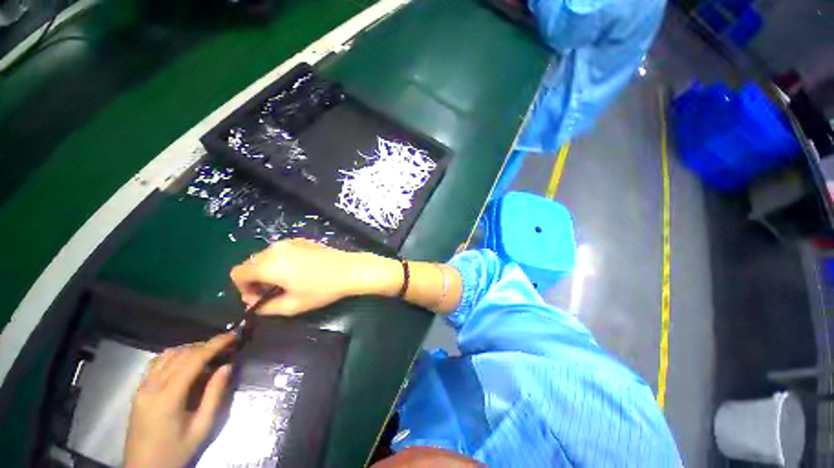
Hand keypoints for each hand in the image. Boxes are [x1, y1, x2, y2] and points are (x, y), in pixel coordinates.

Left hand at [124, 333, 234, 467]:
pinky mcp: (139, 391)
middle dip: (206, 345)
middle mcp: (152, 387)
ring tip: (209, 351)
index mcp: (168, 397)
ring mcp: (142, 388)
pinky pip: (157, 363)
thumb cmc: (176, 451)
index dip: (215, 344)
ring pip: (167, 355)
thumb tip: (227, 367)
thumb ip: (214, 395)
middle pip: (181, 354)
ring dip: (191, 348)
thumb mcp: (201, 428)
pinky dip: (175, 355)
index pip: (193, 360)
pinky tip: (186, 361)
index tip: (233, 335)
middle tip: (226, 344)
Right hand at [230, 238, 399, 315]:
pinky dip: (282, 261)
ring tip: (287, 282)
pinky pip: (282, 250)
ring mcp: (290, 241)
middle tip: (273, 293)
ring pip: (266, 256)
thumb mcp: (293, 305)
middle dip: (255, 280)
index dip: (243, 289)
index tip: (259, 299)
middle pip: (251, 263)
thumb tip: (256, 305)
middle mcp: (275, 248)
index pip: (238, 273)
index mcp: (268, 264)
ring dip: (268, 270)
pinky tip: (300, 270)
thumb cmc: (322, 289)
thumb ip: (267, 308)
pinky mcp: (303, 240)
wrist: (350, 269)